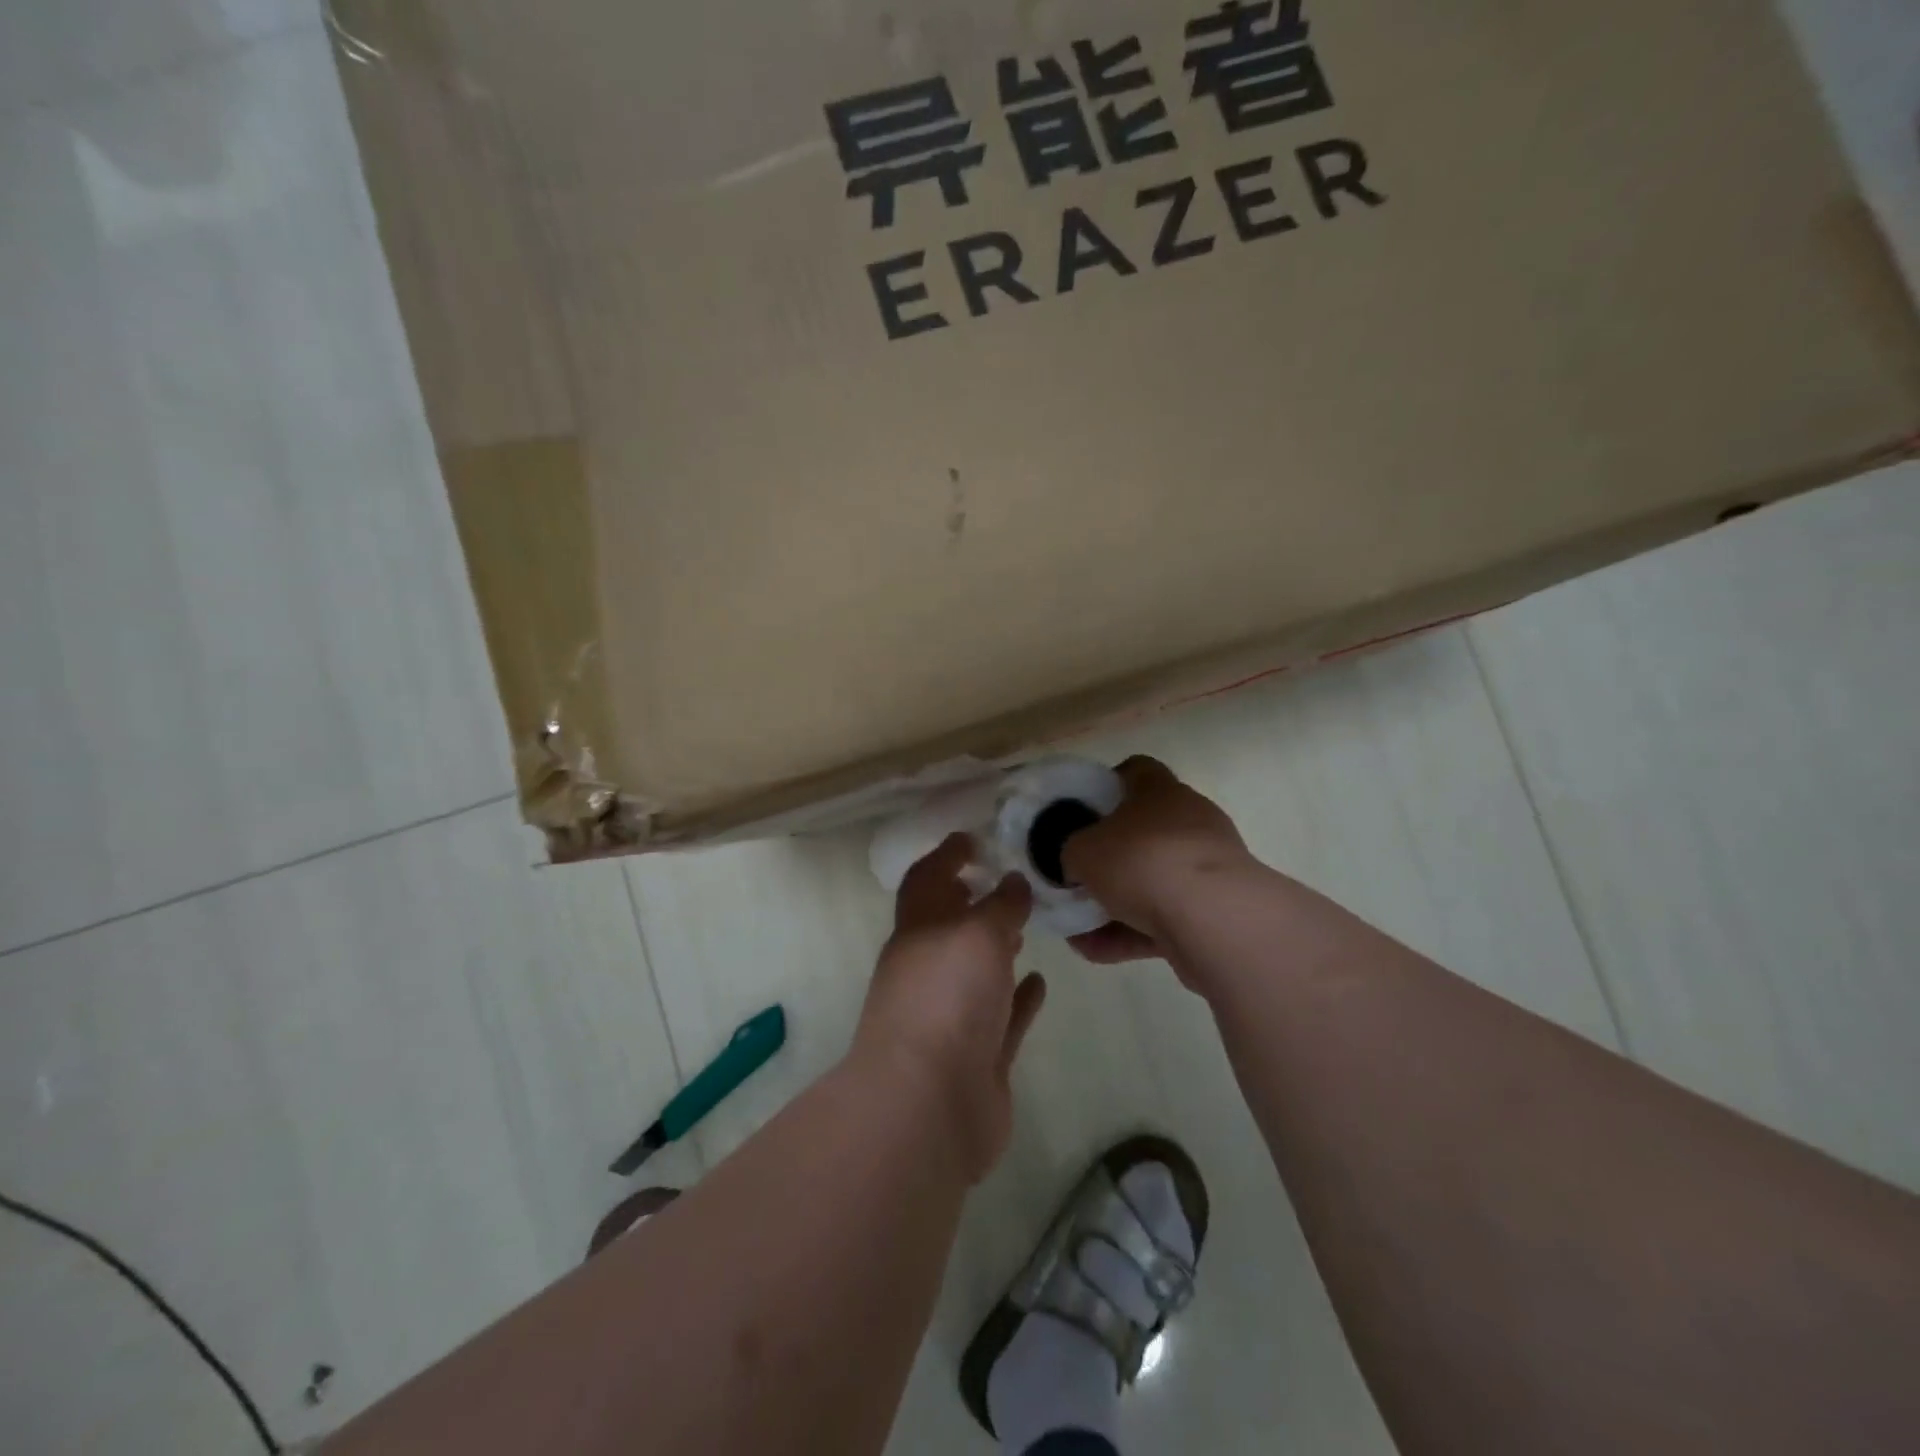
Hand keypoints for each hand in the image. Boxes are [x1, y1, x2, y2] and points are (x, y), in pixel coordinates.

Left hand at [852, 835, 1044, 1180]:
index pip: (926, 880)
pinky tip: (1040, 981)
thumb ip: (1000, 905)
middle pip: (950, 927)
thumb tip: (1013, 883)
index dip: (946, 855)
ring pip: (976, 971)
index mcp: (918, 932)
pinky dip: (1018, 998)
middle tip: (1009, 881)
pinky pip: (1002, 1017)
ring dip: (996, 949)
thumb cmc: (947, 999)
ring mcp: (952, 1016)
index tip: (972, 838)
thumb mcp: (977, 933)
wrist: (928, 1104)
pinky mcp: (978, 1056)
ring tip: (1027, 925)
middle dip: (973, 903)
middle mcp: (930, 970)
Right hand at [1062, 756, 1255, 969]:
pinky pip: (1164, 918)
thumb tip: (1076, 863)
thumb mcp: (1081, 850)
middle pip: (1142, 831)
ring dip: (1115, 903)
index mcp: (1160, 791)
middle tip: (1077, 876)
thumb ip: (1071, 851)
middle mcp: (1189, 821)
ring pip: (1152, 881)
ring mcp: (1206, 867)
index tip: (1080, 812)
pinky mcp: (1214, 910)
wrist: (1214, 919)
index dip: (1105, 786)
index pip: (1135, 771)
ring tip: (1077, 928)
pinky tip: (1095, 952)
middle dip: (1108, 857)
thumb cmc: (1142, 862)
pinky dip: (1131, 932)